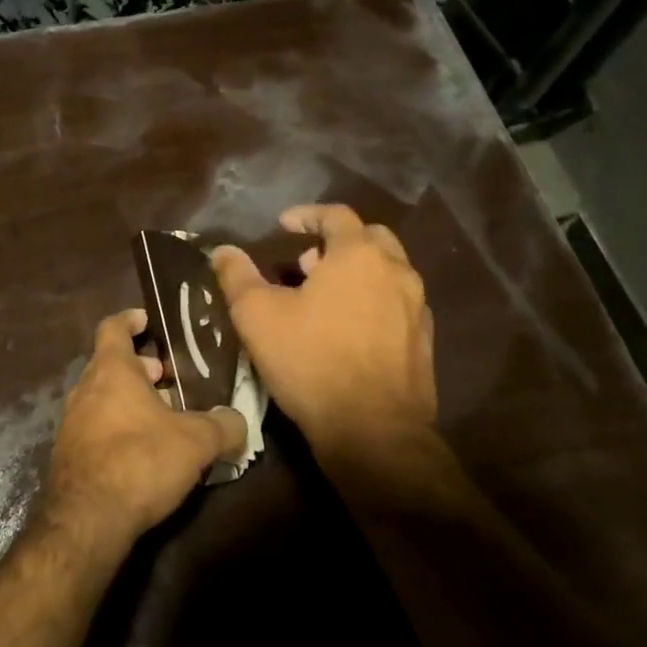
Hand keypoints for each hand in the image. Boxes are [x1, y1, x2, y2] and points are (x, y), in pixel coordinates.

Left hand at [39, 309, 247, 552]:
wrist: (87, 520)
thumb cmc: (141, 461)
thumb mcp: (196, 441)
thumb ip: (222, 426)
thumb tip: (238, 420)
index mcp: (111, 370)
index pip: (113, 328)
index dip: (130, 320)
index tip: (148, 321)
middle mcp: (85, 389)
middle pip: (110, 365)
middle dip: (140, 369)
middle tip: (169, 379)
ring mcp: (72, 424)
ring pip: (103, 398)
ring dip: (130, 401)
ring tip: (164, 418)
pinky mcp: (69, 456)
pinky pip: (96, 429)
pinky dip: (118, 429)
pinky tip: (143, 452)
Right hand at [212, 204, 435, 458]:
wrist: (373, 431)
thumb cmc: (311, 361)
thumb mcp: (258, 316)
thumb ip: (237, 276)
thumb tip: (222, 251)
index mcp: (358, 255)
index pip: (336, 214)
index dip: (307, 215)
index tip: (283, 225)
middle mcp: (396, 271)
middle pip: (370, 238)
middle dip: (337, 242)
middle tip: (307, 262)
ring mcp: (416, 307)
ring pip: (388, 272)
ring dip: (357, 273)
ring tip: (324, 298)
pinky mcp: (424, 341)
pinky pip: (398, 304)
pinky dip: (374, 301)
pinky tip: (350, 330)